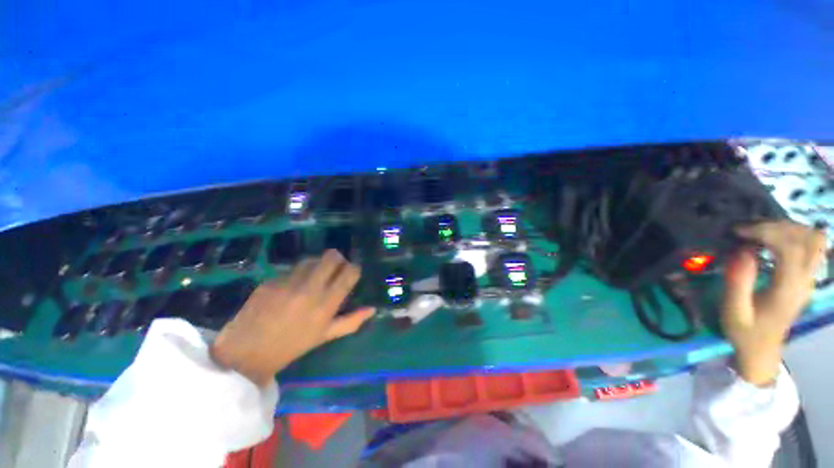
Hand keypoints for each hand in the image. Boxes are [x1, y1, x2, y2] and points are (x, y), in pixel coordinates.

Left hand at [210, 250, 374, 386]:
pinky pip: (290, 270)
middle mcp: (310, 289)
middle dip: (338, 259)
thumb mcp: (324, 336)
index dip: (354, 269)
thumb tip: (372, 309)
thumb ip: (351, 321)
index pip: (349, 273)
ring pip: (311, 259)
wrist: (245, 354)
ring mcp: (288, 283)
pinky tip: (290, 287)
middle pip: (331, 257)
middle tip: (335, 268)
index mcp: (326, 304)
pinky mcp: (270, 281)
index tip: (352, 273)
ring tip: (313, 276)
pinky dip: (296, 274)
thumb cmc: (291, 347)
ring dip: (317, 264)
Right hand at [722, 221, 825, 385]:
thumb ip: (738, 282)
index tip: (739, 231)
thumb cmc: (745, 331)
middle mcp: (805, 280)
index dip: (765, 232)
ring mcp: (810, 279)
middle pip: (805, 238)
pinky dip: (797, 235)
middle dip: (775, 227)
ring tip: (761, 232)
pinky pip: (813, 246)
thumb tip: (741, 251)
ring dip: (788, 228)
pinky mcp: (807, 277)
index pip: (789, 247)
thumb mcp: (734, 311)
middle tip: (747, 230)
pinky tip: (777, 239)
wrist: (762, 350)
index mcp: (788, 289)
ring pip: (813, 239)